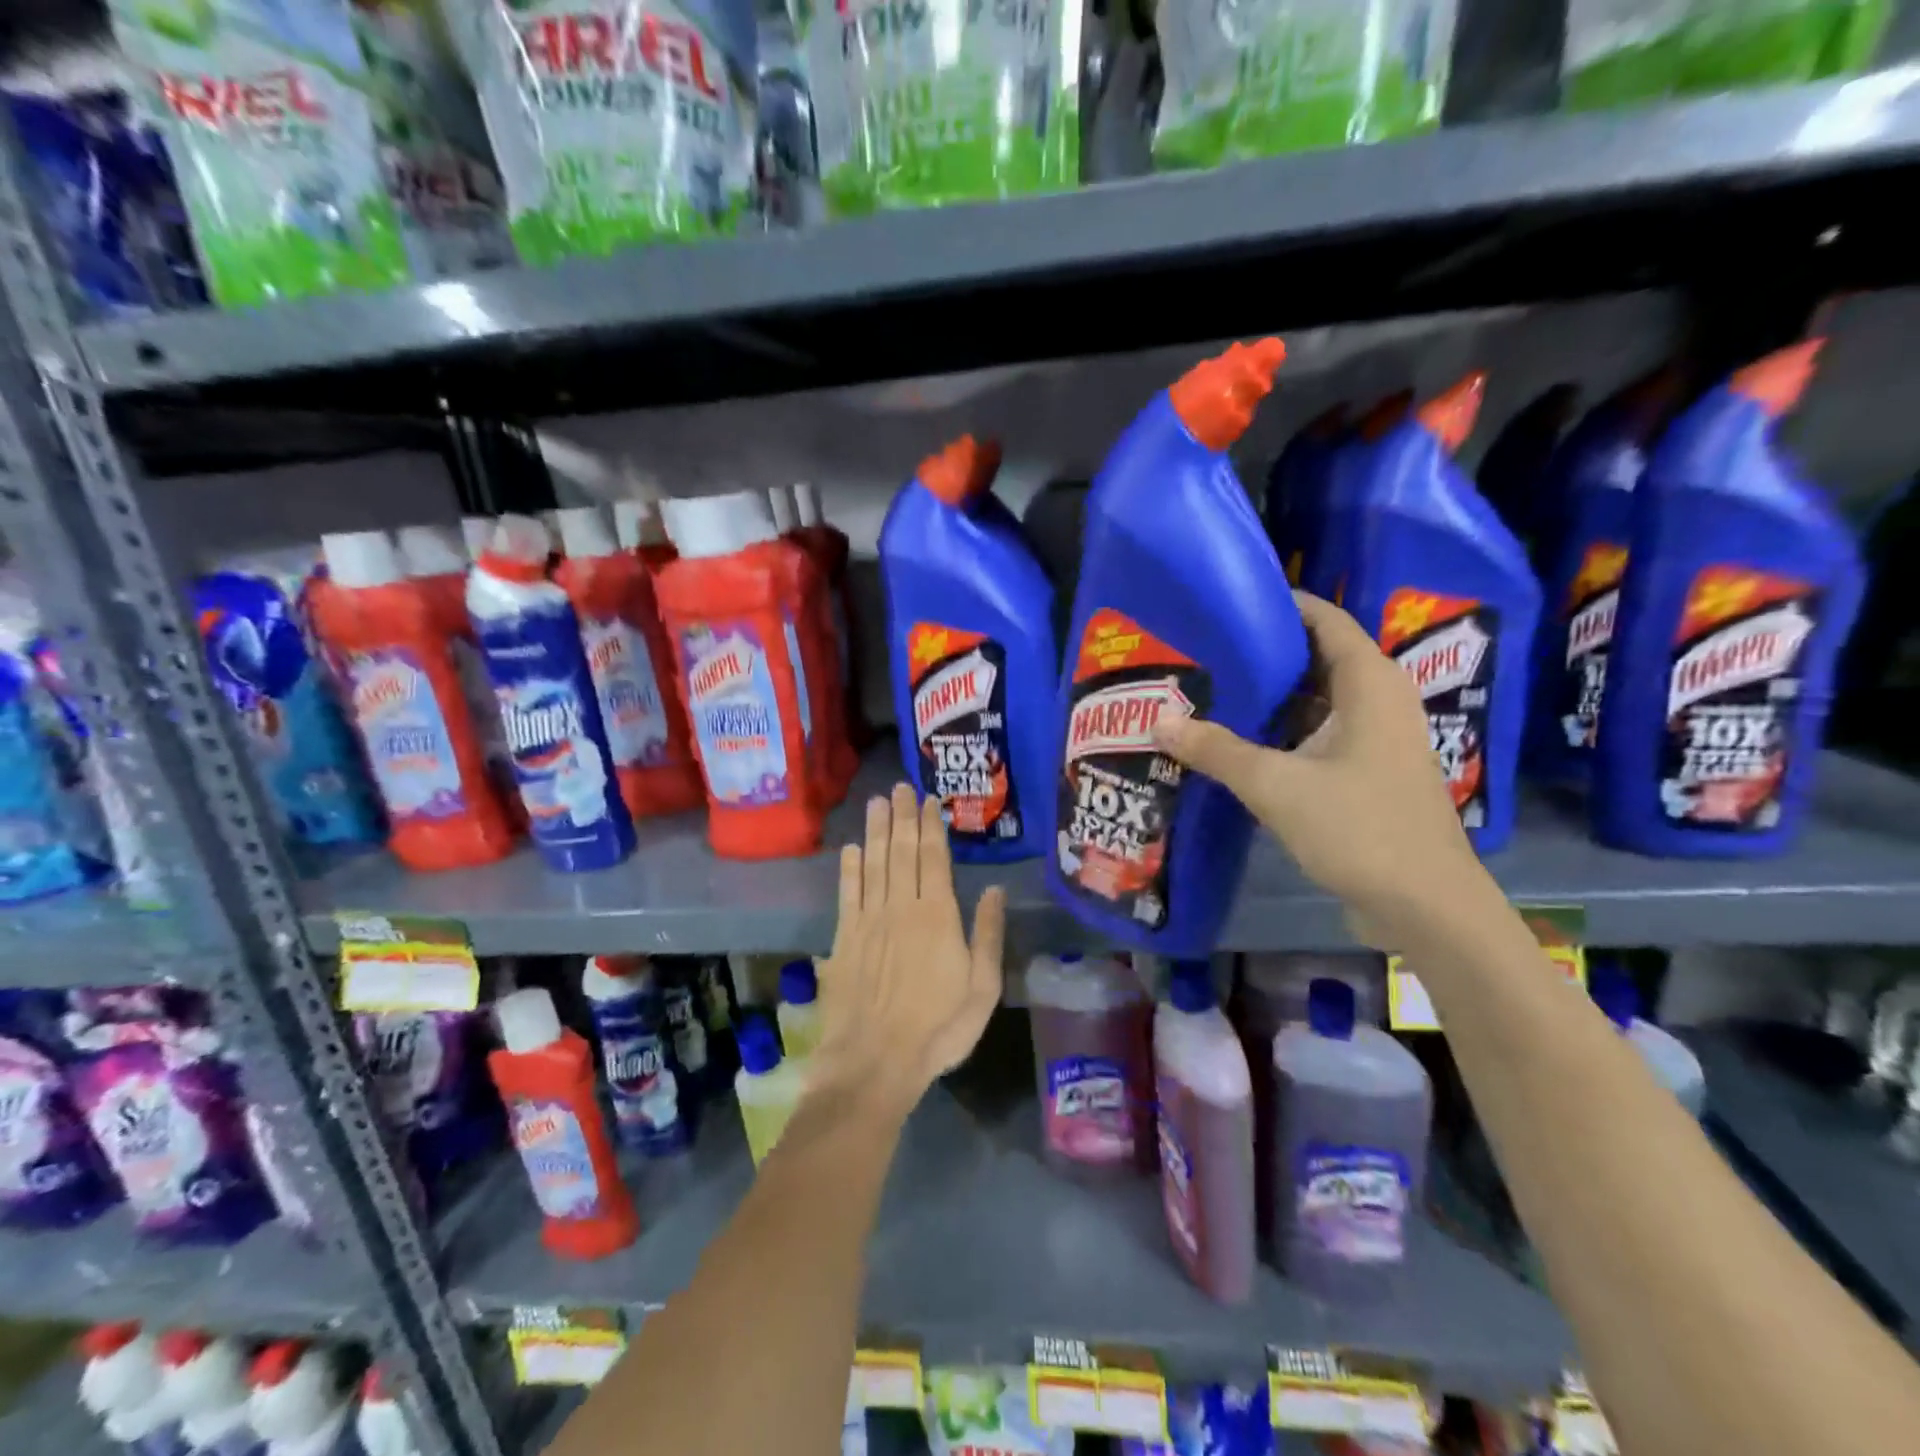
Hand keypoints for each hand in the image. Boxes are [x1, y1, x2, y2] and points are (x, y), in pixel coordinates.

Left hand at [812, 783, 1007, 1110]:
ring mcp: (869, 922)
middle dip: (901, 817)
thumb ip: (986, 935)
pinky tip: (851, 848)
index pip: (933, 859)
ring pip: (873, 864)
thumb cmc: (938, 1029)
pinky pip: (848, 893)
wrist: (875, 1062)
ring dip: (876, 831)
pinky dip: (849, 868)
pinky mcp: (844, 939)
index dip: (930, 826)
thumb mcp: (981, 989)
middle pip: (901, 852)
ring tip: (876, 803)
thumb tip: (993, 890)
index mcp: (938, 917)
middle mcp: (901, 908)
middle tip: (899, 787)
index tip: (927, 800)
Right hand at [1152, 592, 1493, 939]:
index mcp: (1369, 683)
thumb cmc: (1361, 829)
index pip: (1324, 619)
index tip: (1227, 602)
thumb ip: (1216, 750)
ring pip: (1315, 700)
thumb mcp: (1277, 785)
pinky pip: (1318, 733)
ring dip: (1269, 696)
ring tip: (1211, 690)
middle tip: (1205, 649)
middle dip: (1263, 652)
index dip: (1280, 604)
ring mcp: (1375, 739)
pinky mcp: (1368, 772)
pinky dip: (1282, 731)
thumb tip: (1158, 720)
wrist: (1425, 907)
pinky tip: (1238, 742)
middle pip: (1316, 657)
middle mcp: (1377, 700)